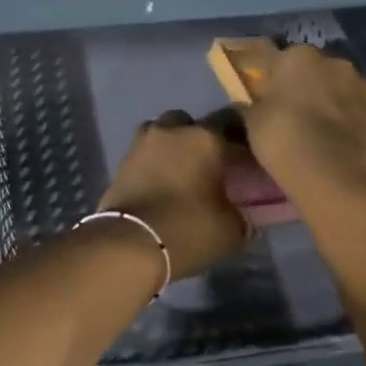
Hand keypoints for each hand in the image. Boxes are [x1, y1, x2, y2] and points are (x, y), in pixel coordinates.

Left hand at [98, 111, 251, 281]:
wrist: (130, 242)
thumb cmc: (188, 229)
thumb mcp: (231, 229)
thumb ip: (242, 213)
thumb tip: (244, 213)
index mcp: (205, 138)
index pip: (230, 125)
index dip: (237, 142)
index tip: (244, 160)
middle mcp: (172, 130)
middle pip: (188, 123)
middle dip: (196, 138)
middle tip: (207, 164)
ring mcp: (142, 142)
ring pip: (161, 134)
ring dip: (170, 147)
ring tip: (180, 173)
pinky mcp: (121, 160)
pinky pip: (144, 153)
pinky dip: (152, 163)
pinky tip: (160, 183)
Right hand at [241, 44, 365, 203]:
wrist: (331, 172)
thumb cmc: (282, 137)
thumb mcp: (252, 119)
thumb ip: (252, 103)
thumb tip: (247, 101)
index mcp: (298, 57)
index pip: (281, 58)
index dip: (275, 77)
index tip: (269, 95)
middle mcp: (334, 63)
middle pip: (317, 71)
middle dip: (307, 86)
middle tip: (295, 112)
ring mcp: (364, 87)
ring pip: (343, 90)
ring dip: (333, 103)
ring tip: (321, 132)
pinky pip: (362, 114)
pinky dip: (353, 124)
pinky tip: (342, 145)